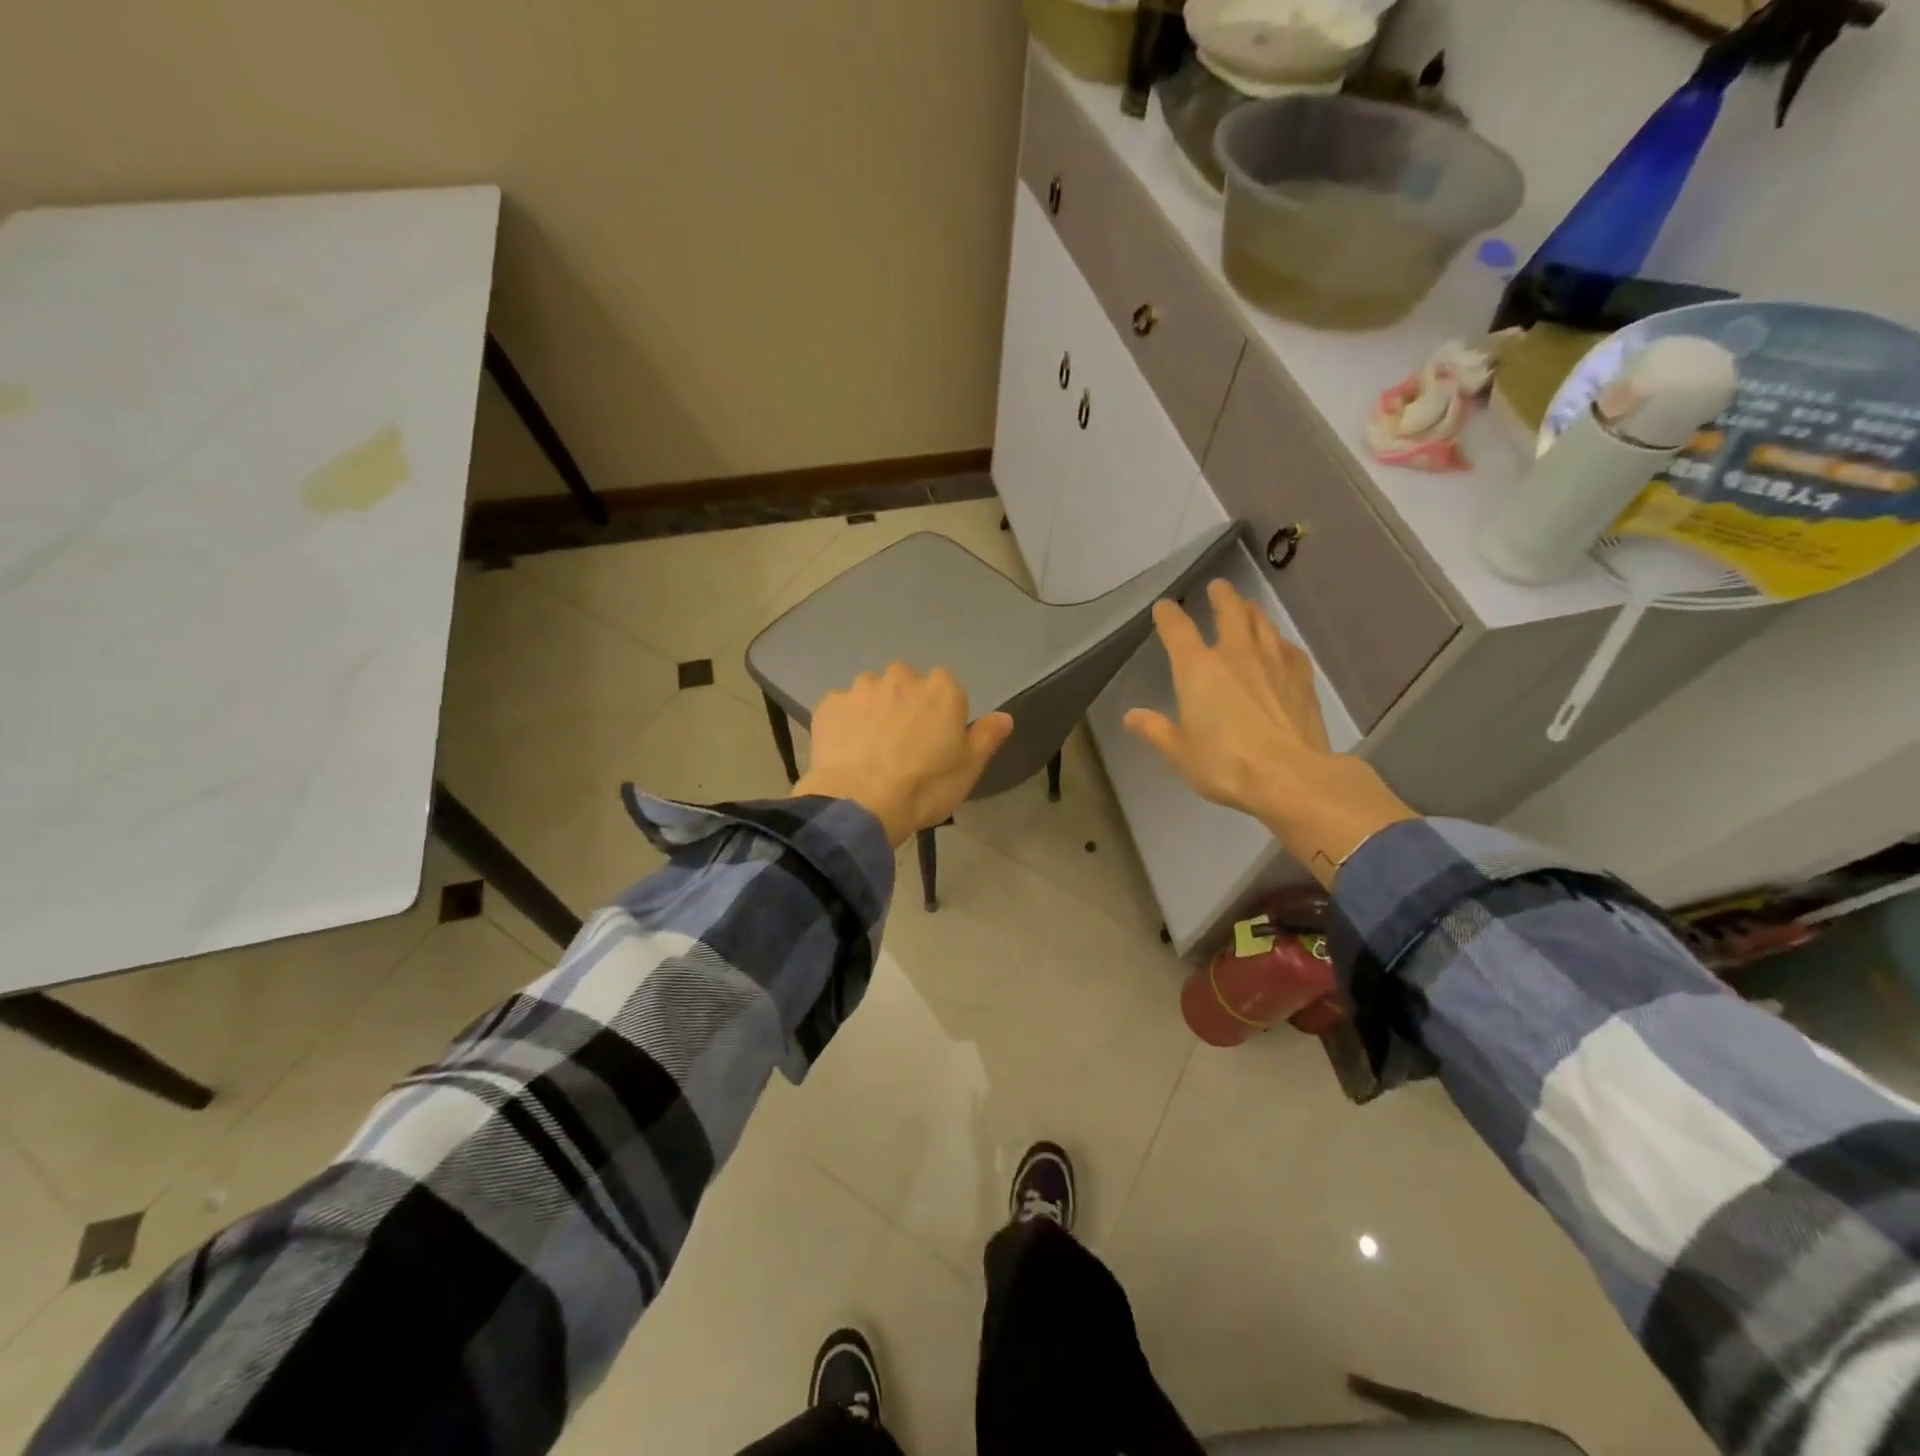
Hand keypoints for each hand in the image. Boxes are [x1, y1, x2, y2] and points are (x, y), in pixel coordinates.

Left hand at [794, 664, 1014, 846]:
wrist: (861, 803)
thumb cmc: (925, 788)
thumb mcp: (968, 768)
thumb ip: (986, 737)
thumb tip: (1004, 717)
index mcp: (942, 690)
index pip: (946, 685)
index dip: (940, 710)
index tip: (935, 738)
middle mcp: (902, 678)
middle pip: (906, 683)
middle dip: (904, 704)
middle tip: (900, 742)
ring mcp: (862, 688)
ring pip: (871, 691)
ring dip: (872, 709)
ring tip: (869, 747)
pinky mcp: (830, 704)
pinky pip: (841, 708)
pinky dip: (843, 723)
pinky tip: (844, 751)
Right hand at [1122, 579, 1414, 885]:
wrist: (1290, 776)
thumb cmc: (1225, 764)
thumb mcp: (1179, 752)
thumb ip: (1155, 730)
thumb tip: (1131, 716)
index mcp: (1197, 669)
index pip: (1177, 630)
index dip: (1168, 614)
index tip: (1164, 606)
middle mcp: (1235, 653)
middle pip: (1229, 611)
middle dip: (1221, 596)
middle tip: (1218, 587)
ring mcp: (1273, 661)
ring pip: (1262, 623)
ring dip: (1252, 611)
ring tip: (1248, 607)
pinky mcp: (1301, 676)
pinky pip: (1288, 648)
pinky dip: (1279, 642)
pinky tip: (1281, 647)